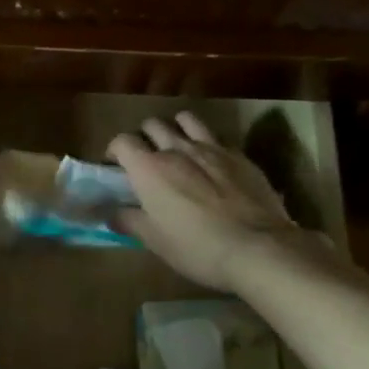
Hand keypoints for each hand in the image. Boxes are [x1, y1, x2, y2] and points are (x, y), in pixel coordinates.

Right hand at [108, 113, 298, 290]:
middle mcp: (177, 149)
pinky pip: (216, 137)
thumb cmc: (196, 247)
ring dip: (175, 129)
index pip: (122, 142)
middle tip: (145, 160)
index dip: (114, 151)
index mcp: (149, 169)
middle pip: (152, 125)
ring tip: (177, 148)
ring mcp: (212, 148)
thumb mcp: (154, 240)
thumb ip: (128, 220)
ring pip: (186, 120)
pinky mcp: (240, 155)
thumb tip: (110, 214)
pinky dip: (206, 143)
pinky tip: (211, 163)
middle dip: (144, 137)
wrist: (258, 248)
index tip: (115, 167)